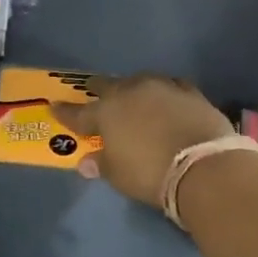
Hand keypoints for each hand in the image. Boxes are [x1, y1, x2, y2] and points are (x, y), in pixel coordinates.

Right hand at [50, 74, 233, 208]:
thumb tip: (86, 161)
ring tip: (132, 96)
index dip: (65, 112)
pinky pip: (170, 86)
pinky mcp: (189, 91)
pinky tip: (165, 97)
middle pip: (107, 86)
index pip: (78, 113)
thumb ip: (101, 163)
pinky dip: (163, 92)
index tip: (54, 106)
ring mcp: (161, 87)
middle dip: (98, 91)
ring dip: (132, 88)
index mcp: (106, 112)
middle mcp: (130, 92)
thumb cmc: (150, 174)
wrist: (203, 165)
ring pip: (139, 81)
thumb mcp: (118, 176)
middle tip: (94, 95)